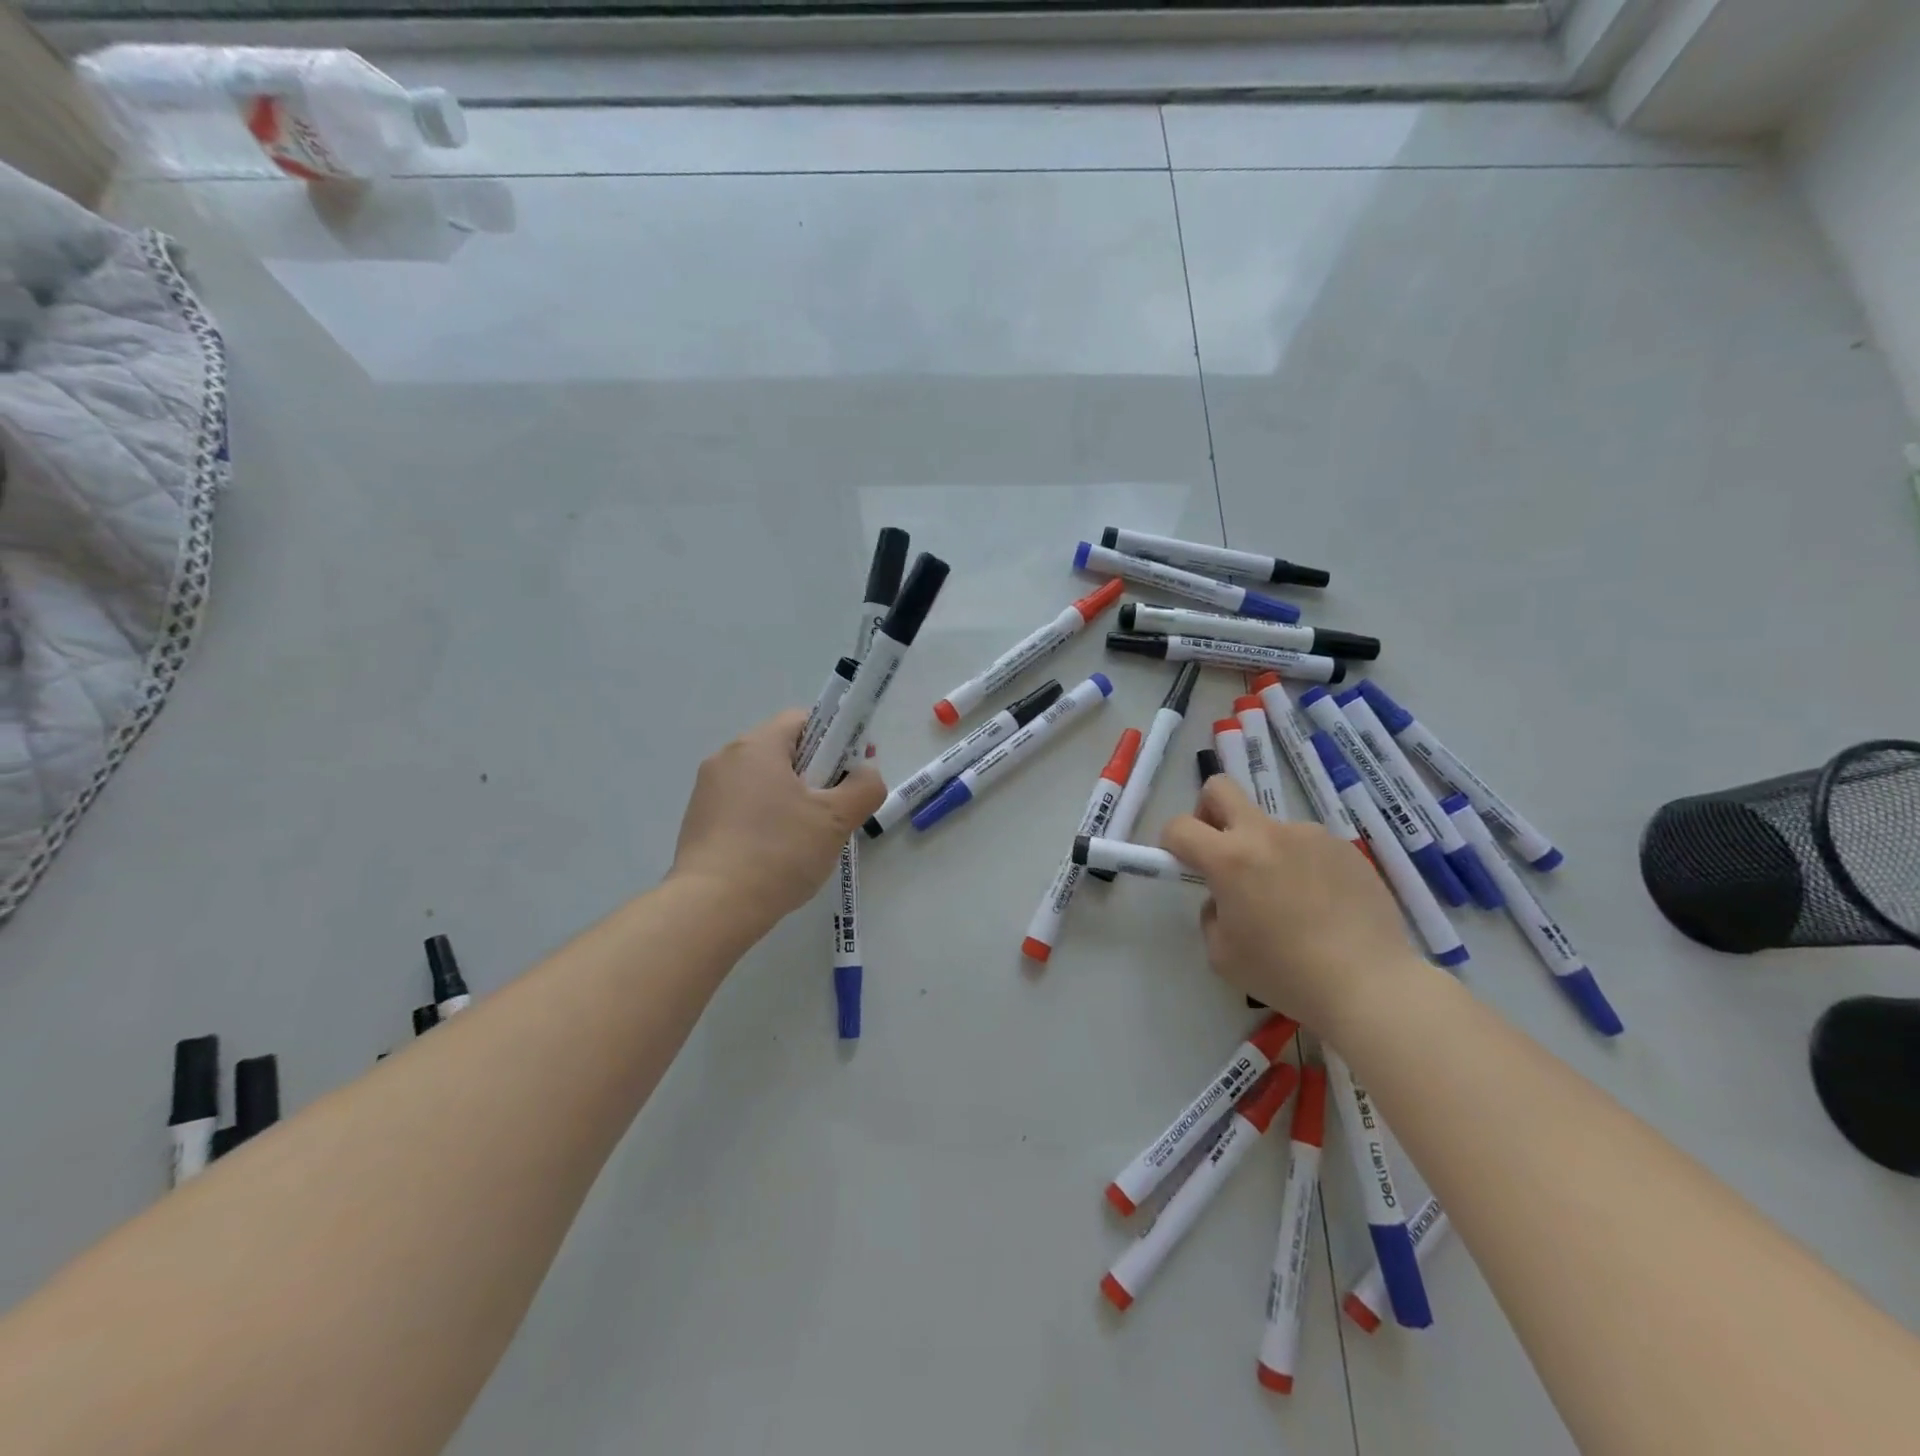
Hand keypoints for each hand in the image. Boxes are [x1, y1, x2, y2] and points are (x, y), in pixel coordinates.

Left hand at [670, 711, 885, 932]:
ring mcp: (707, 791)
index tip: (850, 772)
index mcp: (758, 746)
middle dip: (815, 775)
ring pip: (764, 782)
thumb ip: (864, 787)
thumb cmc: (779, 852)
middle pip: (784, 751)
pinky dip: (765, 820)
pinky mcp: (698, 822)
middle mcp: (727, 758)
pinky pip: (743, 807)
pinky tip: (776, 855)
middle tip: (834, 811)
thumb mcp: (836, 820)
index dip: (835, 740)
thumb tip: (865, 772)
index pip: (804, 720)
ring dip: (791, 800)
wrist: (712, 908)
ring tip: (807, 840)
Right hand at [1161, 777, 1429, 1032]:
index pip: (1180, 827)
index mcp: (1230, 858)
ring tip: (1290, 900)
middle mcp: (1266, 834)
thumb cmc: (1286, 973)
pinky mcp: (1344, 848)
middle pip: (1220, 789)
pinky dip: (1302, 865)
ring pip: (1269, 826)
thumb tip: (1225, 898)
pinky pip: (1307, 846)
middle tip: (1221, 852)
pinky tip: (1322, 906)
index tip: (1183, 866)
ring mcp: (1310, 836)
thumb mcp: (1222, 954)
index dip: (1171, 843)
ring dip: (1265, 850)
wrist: (1371, 985)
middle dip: (1208, 812)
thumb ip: (1212, 913)